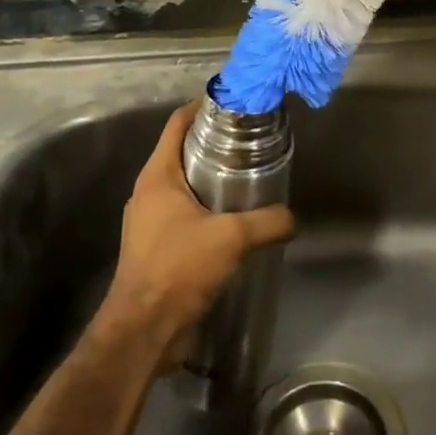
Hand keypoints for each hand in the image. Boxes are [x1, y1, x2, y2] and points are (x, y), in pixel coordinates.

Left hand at [101, 102, 294, 362]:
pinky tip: (234, 220)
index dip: (202, 107)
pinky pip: (183, 213)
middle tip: (252, 142)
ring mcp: (149, 221)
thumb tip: (292, 217)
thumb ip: (268, 221)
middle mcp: (148, 192)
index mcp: (157, 176)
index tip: (234, 104)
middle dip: (214, 144)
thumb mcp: (231, 238)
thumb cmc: (178, 268)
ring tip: (248, 178)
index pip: (177, 124)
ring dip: (211, 178)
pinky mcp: (155, 246)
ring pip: (183, 184)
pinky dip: (206, 208)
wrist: (142, 330)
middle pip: (182, 152)